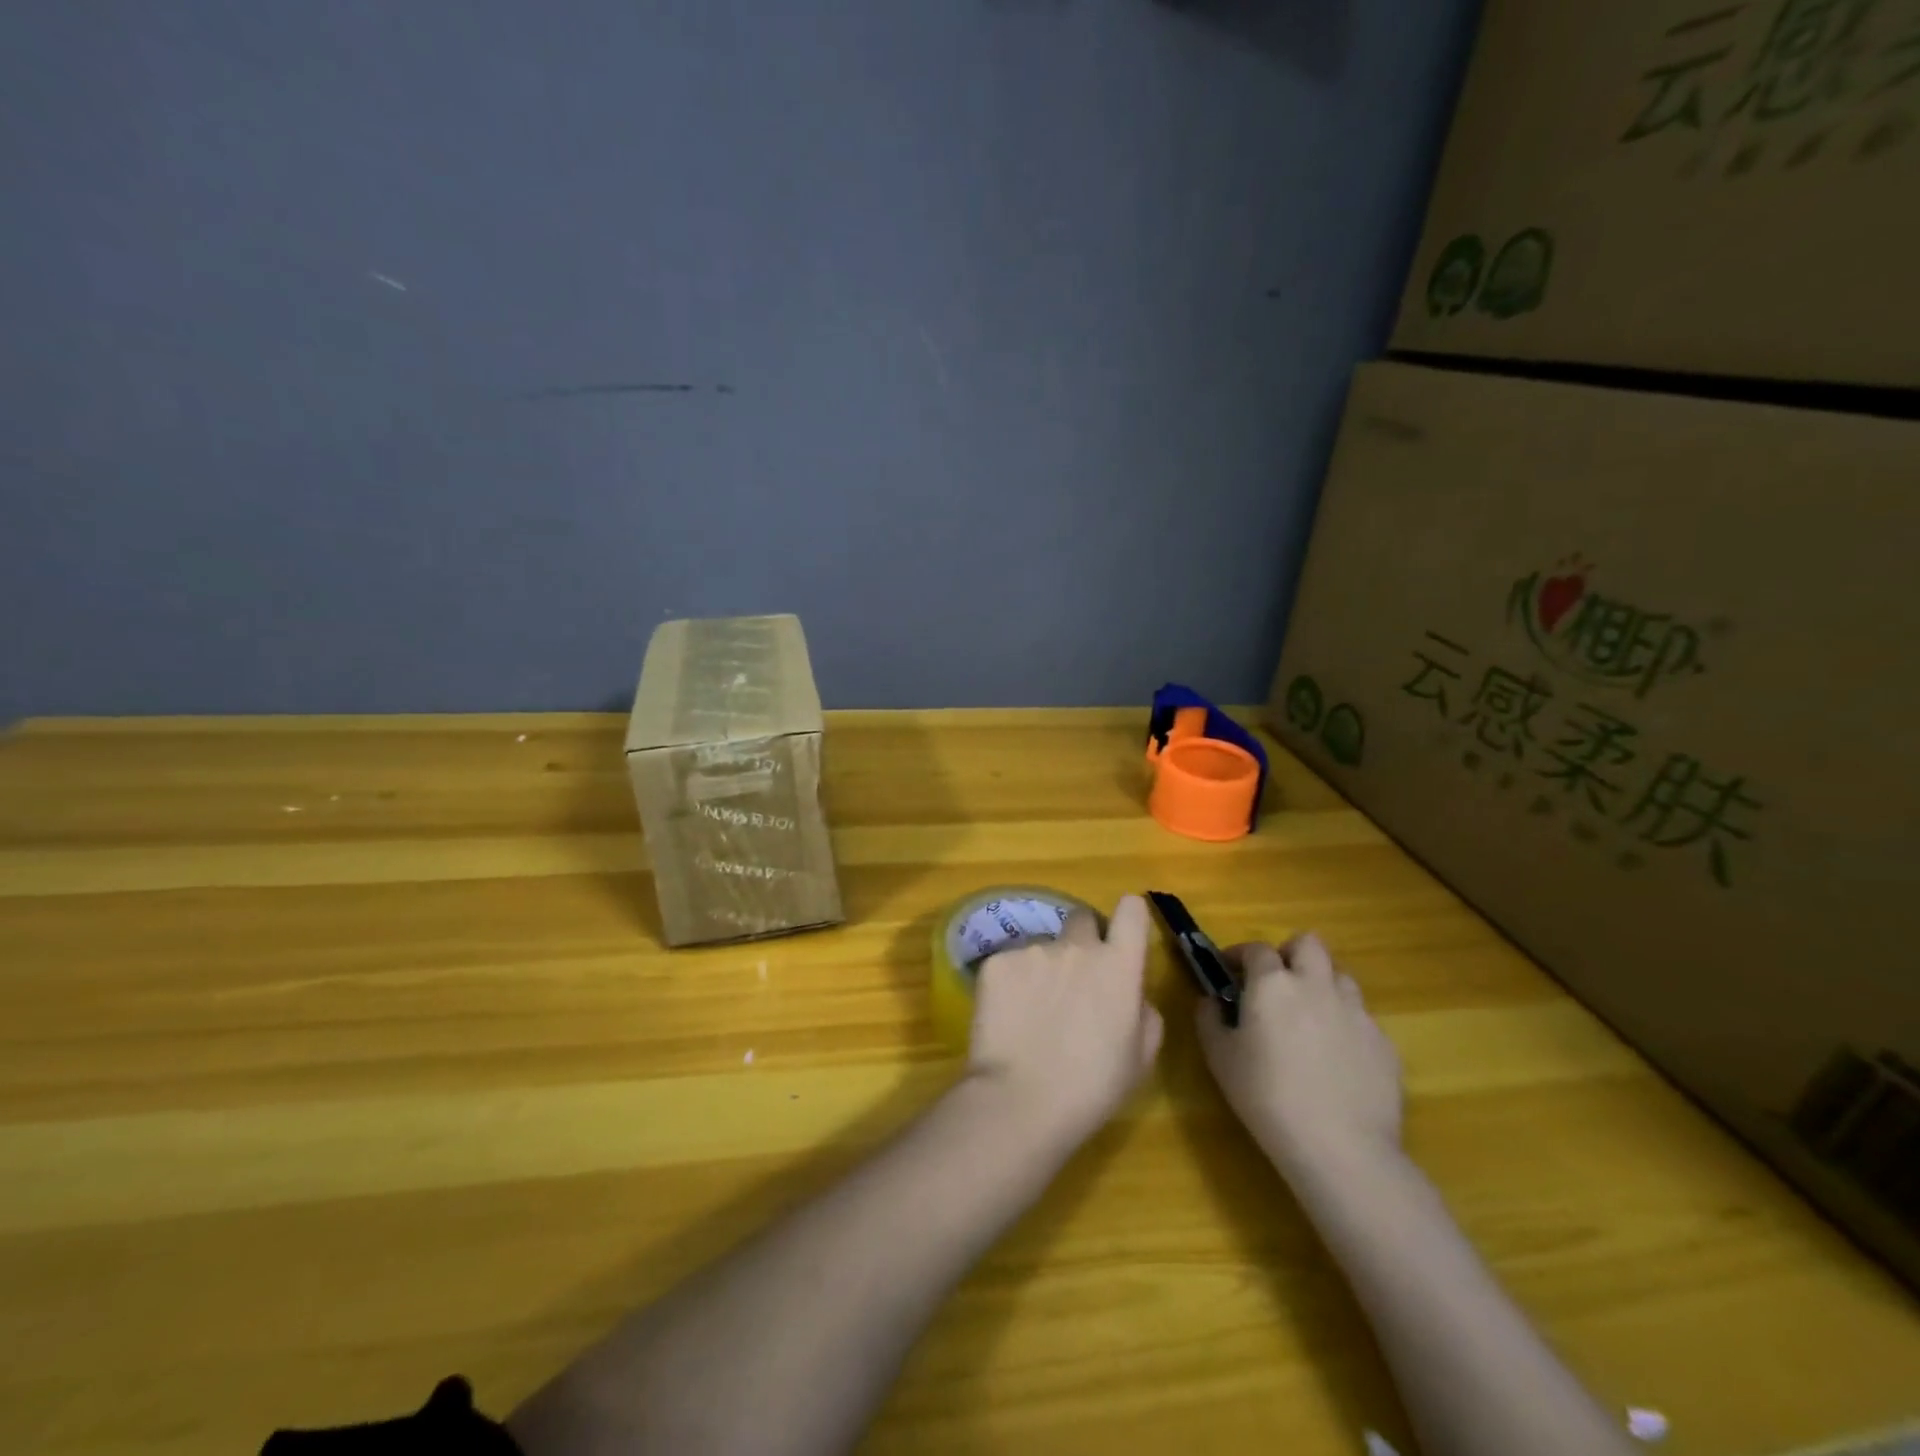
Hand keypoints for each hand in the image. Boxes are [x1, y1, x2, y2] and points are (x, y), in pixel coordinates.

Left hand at [967, 895, 1163, 1149]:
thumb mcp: (1141, 1058)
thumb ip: (1143, 1013)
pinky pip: (1009, 964)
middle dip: (1082, 939)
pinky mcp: (996, 961)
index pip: (1132, 910)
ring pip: (1042, 946)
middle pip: (1082, 919)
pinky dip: (1011, 983)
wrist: (1021, 1101)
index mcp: (1118, 965)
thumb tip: (1133, 994)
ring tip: (1033, 1012)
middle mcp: (1076, 946)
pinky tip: (1008, 1017)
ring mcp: (1032, 950)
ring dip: (1043, 968)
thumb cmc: (1092, 1087)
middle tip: (1074, 980)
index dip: (1129, 917)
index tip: (1122, 935)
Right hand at [1195, 932, 1401, 1177]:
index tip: (1229, 970)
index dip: (1240, 954)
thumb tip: (1211, 1001)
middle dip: (1290, 953)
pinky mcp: (1384, 1043)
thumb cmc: (1266, 1097)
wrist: (1340, 1148)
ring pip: (1340, 977)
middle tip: (1276, 981)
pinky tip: (1335, 1059)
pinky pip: (1361, 1019)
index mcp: (1273, 983)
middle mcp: (1317, 985)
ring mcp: (1356, 1012)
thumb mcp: (1219, 1058)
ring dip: (1322, 985)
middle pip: (1309, 944)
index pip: (1256, 949)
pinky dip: (1345, 1025)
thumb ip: (1209, 1019)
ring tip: (1309, 1017)